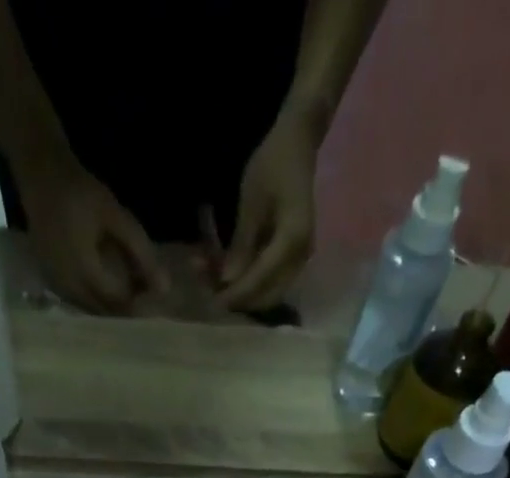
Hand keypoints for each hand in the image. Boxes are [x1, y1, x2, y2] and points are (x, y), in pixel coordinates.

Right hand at [17, 157, 166, 313]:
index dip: (138, 305)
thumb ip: (141, 252)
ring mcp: (56, 287)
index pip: (117, 303)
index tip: (154, 299)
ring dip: (109, 309)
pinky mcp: (50, 283)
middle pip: (102, 313)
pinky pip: (76, 302)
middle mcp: (67, 286)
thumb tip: (165, 288)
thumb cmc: (81, 192)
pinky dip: (94, 301)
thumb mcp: (116, 217)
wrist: (41, 175)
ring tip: (128, 296)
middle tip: (144, 300)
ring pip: (89, 311)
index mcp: (83, 271)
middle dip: (124, 311)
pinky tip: (107, 291)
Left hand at [217, 113, 318, 311]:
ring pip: (267, 292)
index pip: (262, 278)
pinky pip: (268, 280)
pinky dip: (246, 281)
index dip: (237, 294)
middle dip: (238, 299)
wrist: (298, 144)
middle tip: (209, 290)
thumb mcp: (251, 201)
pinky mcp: (291, 258)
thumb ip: (241, 244)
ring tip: (211, 278)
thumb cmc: (273, 164)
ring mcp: (298, 259)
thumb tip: (227, 281)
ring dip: (240, 292)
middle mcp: (300, 256)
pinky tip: (223, 270)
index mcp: (292, 239)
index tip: (214, 301)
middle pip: (267, 296)